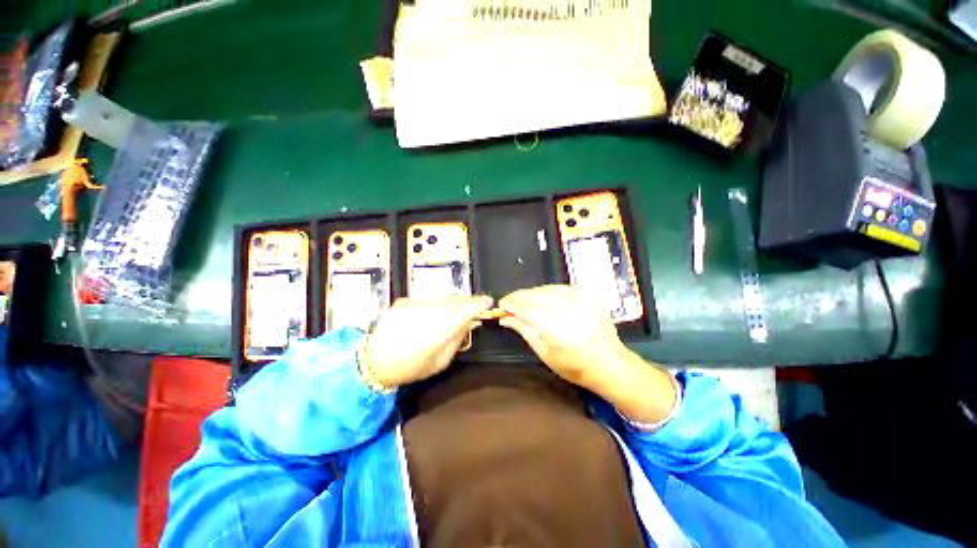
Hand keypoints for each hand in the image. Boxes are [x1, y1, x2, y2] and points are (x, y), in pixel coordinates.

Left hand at [364, 295, 493, 387]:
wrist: (372, 361)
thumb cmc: (410, 367)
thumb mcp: (439, 362)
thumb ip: (456, 340)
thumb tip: (469, 322)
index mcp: (439, 330)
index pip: (465, 309)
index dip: (479, 303)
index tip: (489, 302)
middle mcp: (429, 312)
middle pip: (456, 299)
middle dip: (468, 301)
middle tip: (474, 307)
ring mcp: (415, 304)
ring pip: (443, 296)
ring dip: (454, 301)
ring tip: (456, 309)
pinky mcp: (405, 300)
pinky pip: (429, 297)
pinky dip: (437, 302)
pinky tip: (435, 312)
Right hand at [499, 285, 676, 423]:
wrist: (611, 364)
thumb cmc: (575, 367)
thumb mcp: (545, 354)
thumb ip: (525, 331)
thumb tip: (505, 318)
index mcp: (561, 332)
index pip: (529, 310)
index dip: (512, 305)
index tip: (501, 304)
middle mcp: (572, 312)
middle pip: (537, 296)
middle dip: (519, 297)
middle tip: (508, 301)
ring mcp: (583, 301)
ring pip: (547, 289)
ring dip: (531, 293)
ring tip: (521, 299)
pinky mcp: (589, 295)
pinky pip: (560, 287)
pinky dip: (546, 290)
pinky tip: (539, 296)